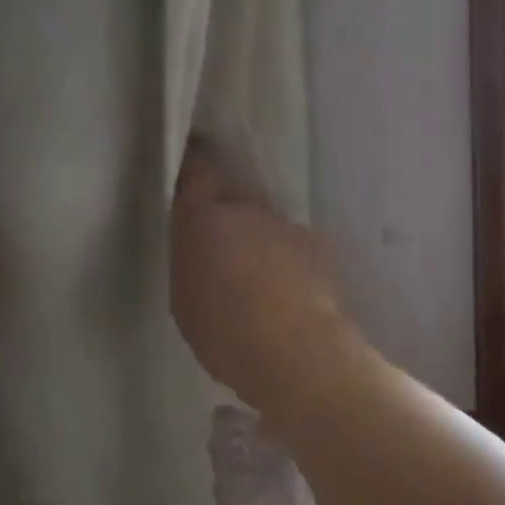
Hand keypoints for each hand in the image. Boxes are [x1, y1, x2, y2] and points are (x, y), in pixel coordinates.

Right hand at [170, 138, 357, 404]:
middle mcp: (246, 211)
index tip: (195, 153)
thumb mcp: (186, 302)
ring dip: (261, 248)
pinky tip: (292, 298)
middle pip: (234, 205)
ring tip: (263, 289)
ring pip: (266, 229)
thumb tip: (203, 252)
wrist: (298, 351)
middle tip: (226, 260)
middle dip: (229, 224)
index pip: (199, 169)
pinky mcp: (317, 245)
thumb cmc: (227, 335)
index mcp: (204, 221)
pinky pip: (294, 248)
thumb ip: (192, 263)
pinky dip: (290, 265)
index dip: (197, 160)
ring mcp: (285, 225)